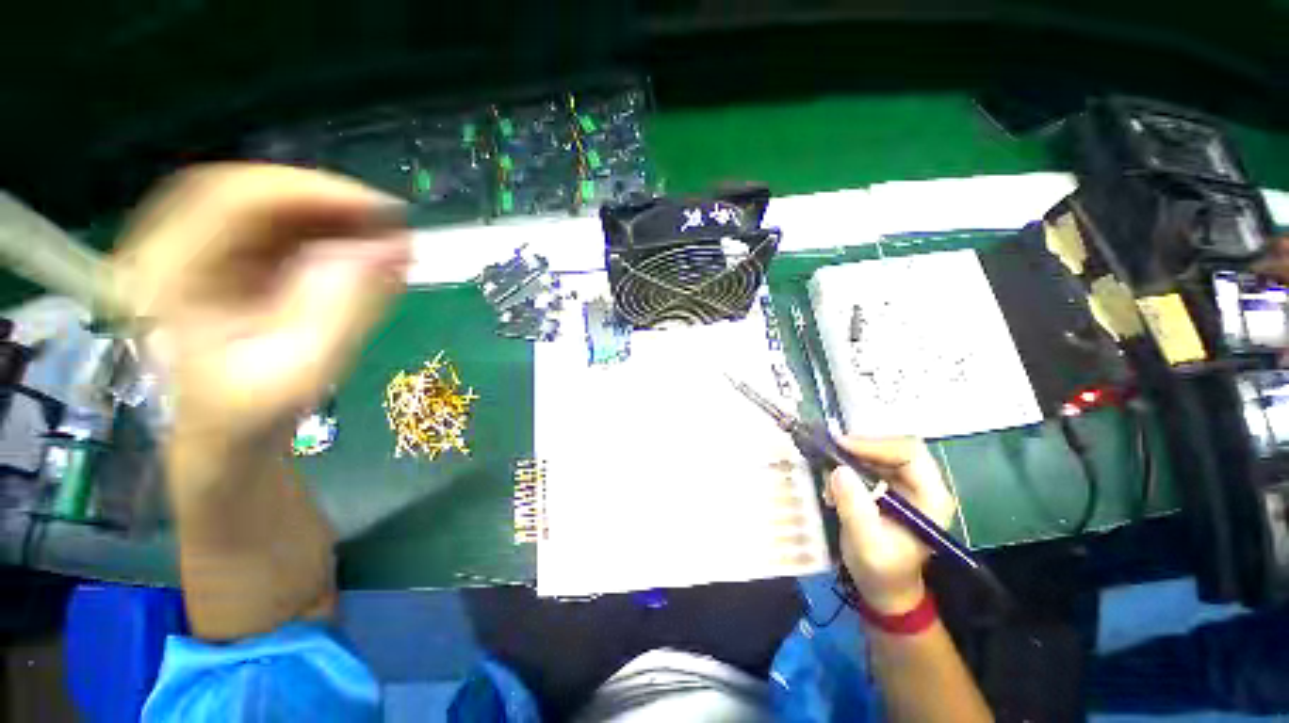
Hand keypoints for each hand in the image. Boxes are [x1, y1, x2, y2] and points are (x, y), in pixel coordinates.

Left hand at [113, 164, 409, 461]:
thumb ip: (346, 303)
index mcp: (170, 274)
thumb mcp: (304, 366)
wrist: (228, 438)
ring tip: (386, 240)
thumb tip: (394, 246)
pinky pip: (279, 231)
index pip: (232, 197)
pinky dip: (327, 235)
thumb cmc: (254, 413)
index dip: (312, 191)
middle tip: (391, 223)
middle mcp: (174, 249)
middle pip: (251, 194)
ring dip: (333, 219)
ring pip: (269, 209)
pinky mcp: (226, 263)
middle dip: (328, 203)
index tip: (383, 210)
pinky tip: (364, 252)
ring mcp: (199, 253)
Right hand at [826, 437, 956, 614]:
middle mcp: (924, 486)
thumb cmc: (881, 570)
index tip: (841, 447)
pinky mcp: (891, 487)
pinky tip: (835, 485)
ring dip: (852, 459)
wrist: (885, 587)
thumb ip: (854, 507)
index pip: (910, 454)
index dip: (875, 445)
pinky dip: (849, 467)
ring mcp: (908, 485)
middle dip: (861, 448)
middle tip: (831, 452)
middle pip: (896, 447)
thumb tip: (838, 470)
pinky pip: (870, 463)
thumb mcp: (865, 542)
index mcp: (932, 499)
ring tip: (830, 477)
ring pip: (881, 452)